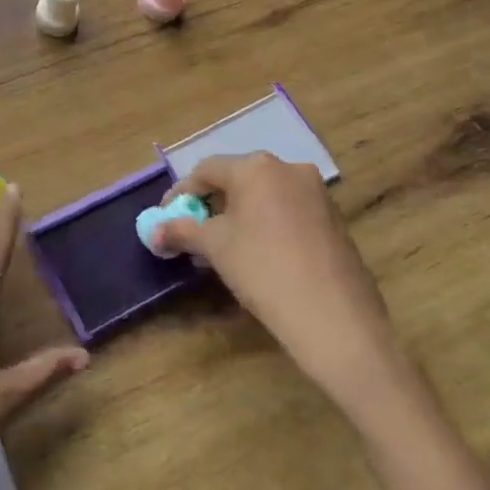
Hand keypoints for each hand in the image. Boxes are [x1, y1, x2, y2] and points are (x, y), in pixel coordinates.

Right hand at [153, 153, 407, 419]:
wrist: (336, 322)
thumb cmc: (264, 271)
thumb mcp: (215, 248)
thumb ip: (181, 231)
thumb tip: (154, 231)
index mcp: (256, 167)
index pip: (206, 171)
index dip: (181, 194)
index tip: (166, 218)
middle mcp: (289, 169)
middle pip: (237, 179)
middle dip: (211, 204)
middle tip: (193, 232)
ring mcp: (317, 194)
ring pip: (264, 196)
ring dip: (239, 215)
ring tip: (223, 247)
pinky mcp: (335, 220)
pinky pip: (288, 212)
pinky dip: (266, 225)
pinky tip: (258, 255)